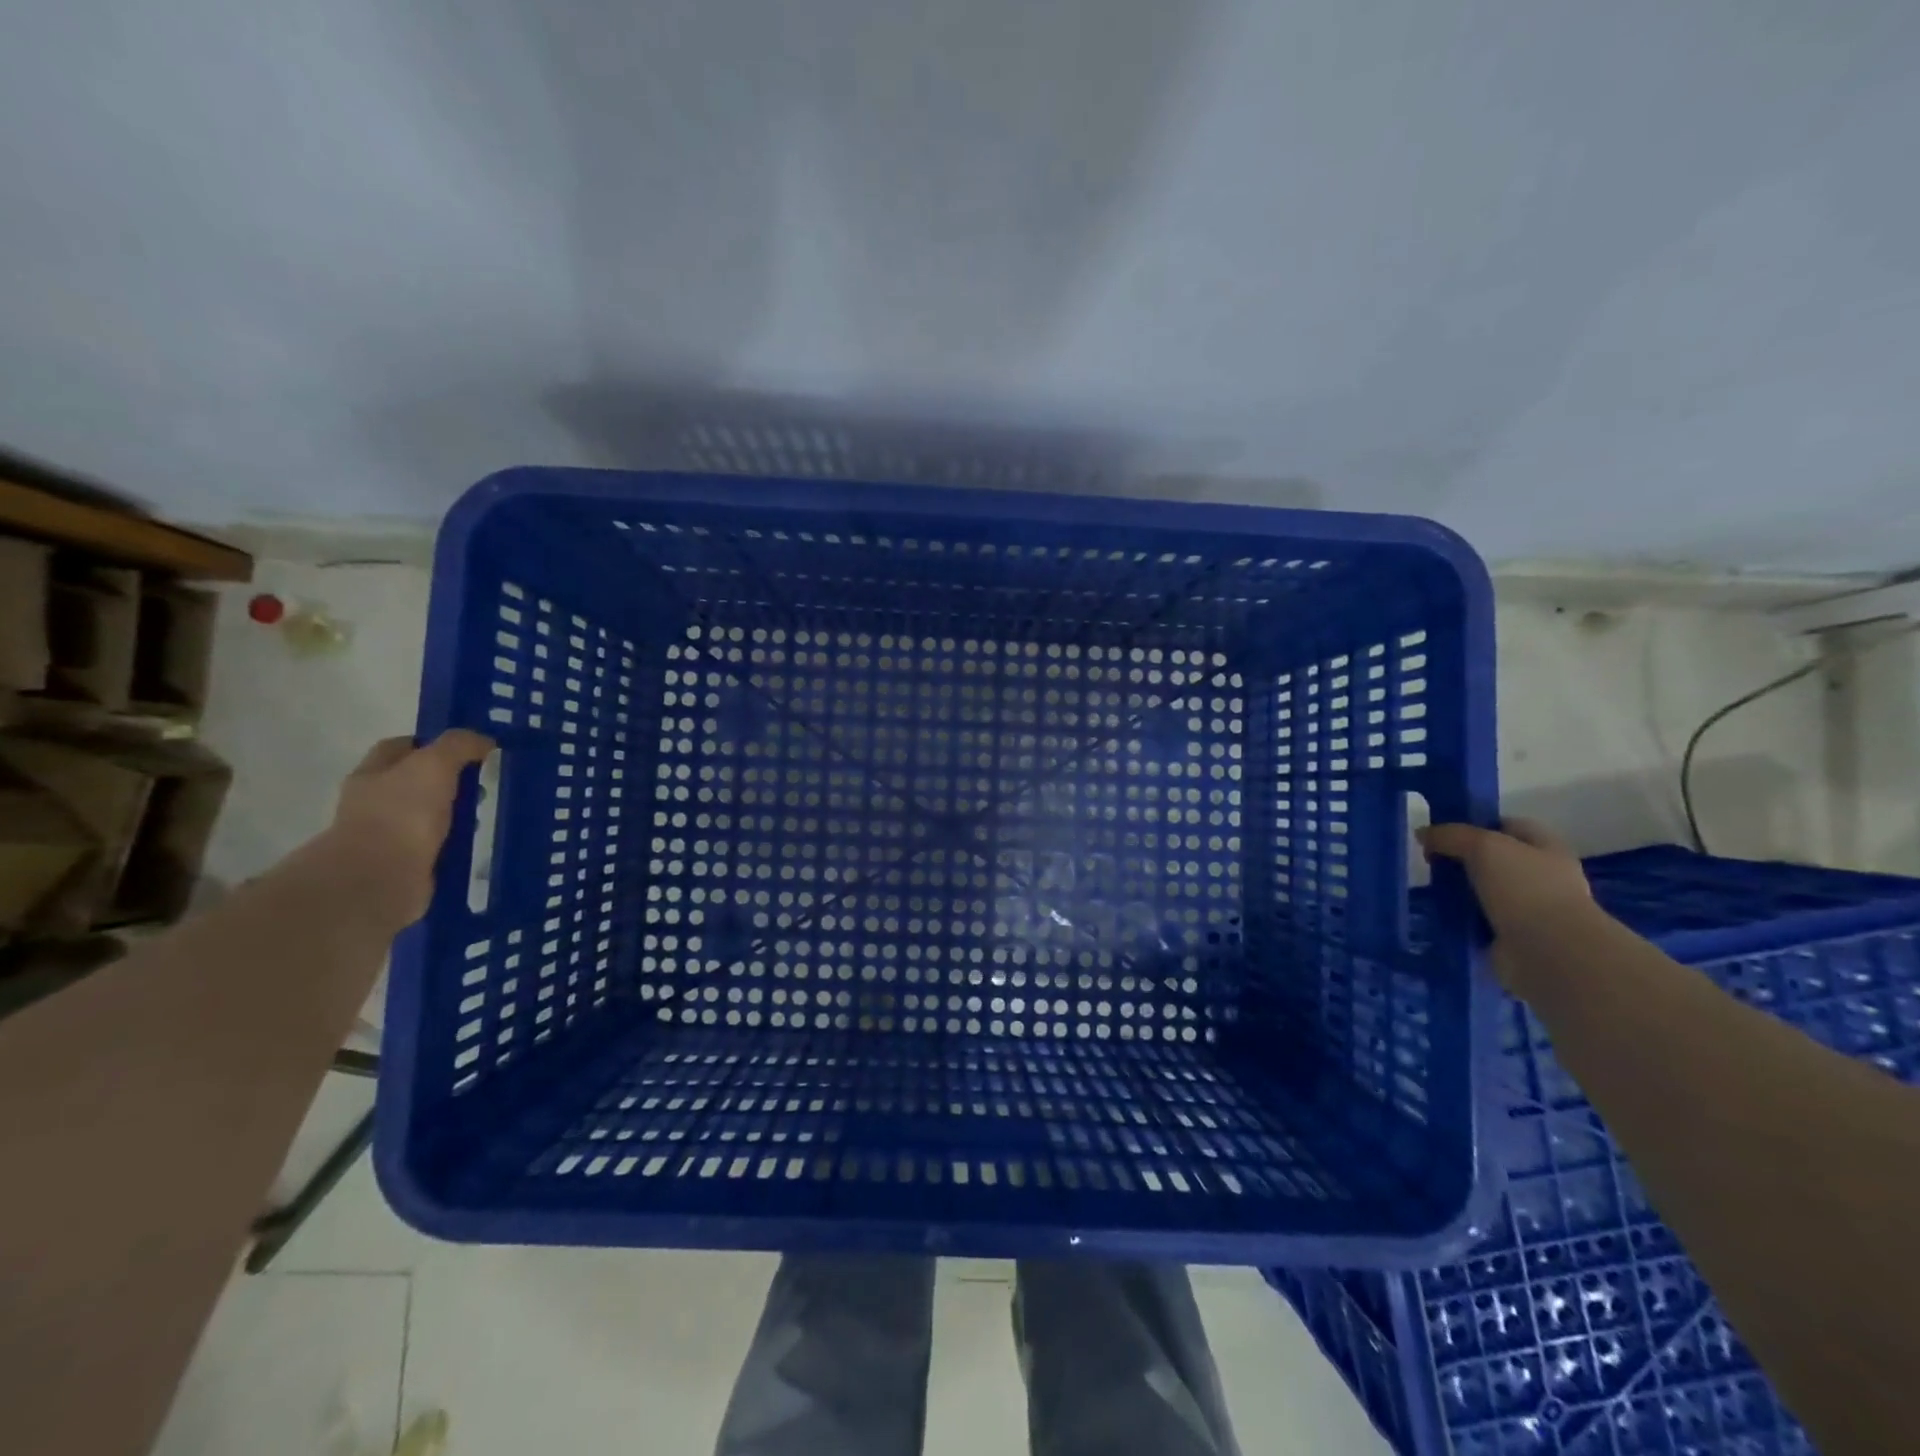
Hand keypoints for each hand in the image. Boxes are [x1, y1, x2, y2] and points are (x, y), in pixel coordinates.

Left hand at [324, 730, 494, 927]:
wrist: (381, 878)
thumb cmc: (402, 813)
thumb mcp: (434, 764)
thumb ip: (459, 745)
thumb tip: (484, 741)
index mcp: (373, 773)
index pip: (401, 747)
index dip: (434, 743)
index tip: (469, 749)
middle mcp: (375, 802)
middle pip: (418, 781)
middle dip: (451, 781)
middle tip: (486, 782)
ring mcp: (389, 835)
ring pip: (431, 815)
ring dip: (456, 814)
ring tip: (490, 813)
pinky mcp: (407, 864)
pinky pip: (439, 845)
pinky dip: (457, 843)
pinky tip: (480, 841)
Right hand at [1417, 818, 1593, 988]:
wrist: (1550, 952)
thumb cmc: (1525, 888)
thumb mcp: (1482, 846)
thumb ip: (1450, 835)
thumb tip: (1423, 834)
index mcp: (1546, 847)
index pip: (1507, 825)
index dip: (1475, 824)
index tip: (1442, 832)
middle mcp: (1542, 876)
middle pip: (1493, 860)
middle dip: (1461, 861)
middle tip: (1430, 863)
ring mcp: (1529, 909)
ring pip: (1483, 892)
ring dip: (1458, 892)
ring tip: (1429, 891)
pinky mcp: (1513, 937)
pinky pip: (1478, 921)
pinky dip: (1460, 920)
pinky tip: (1439, 916)